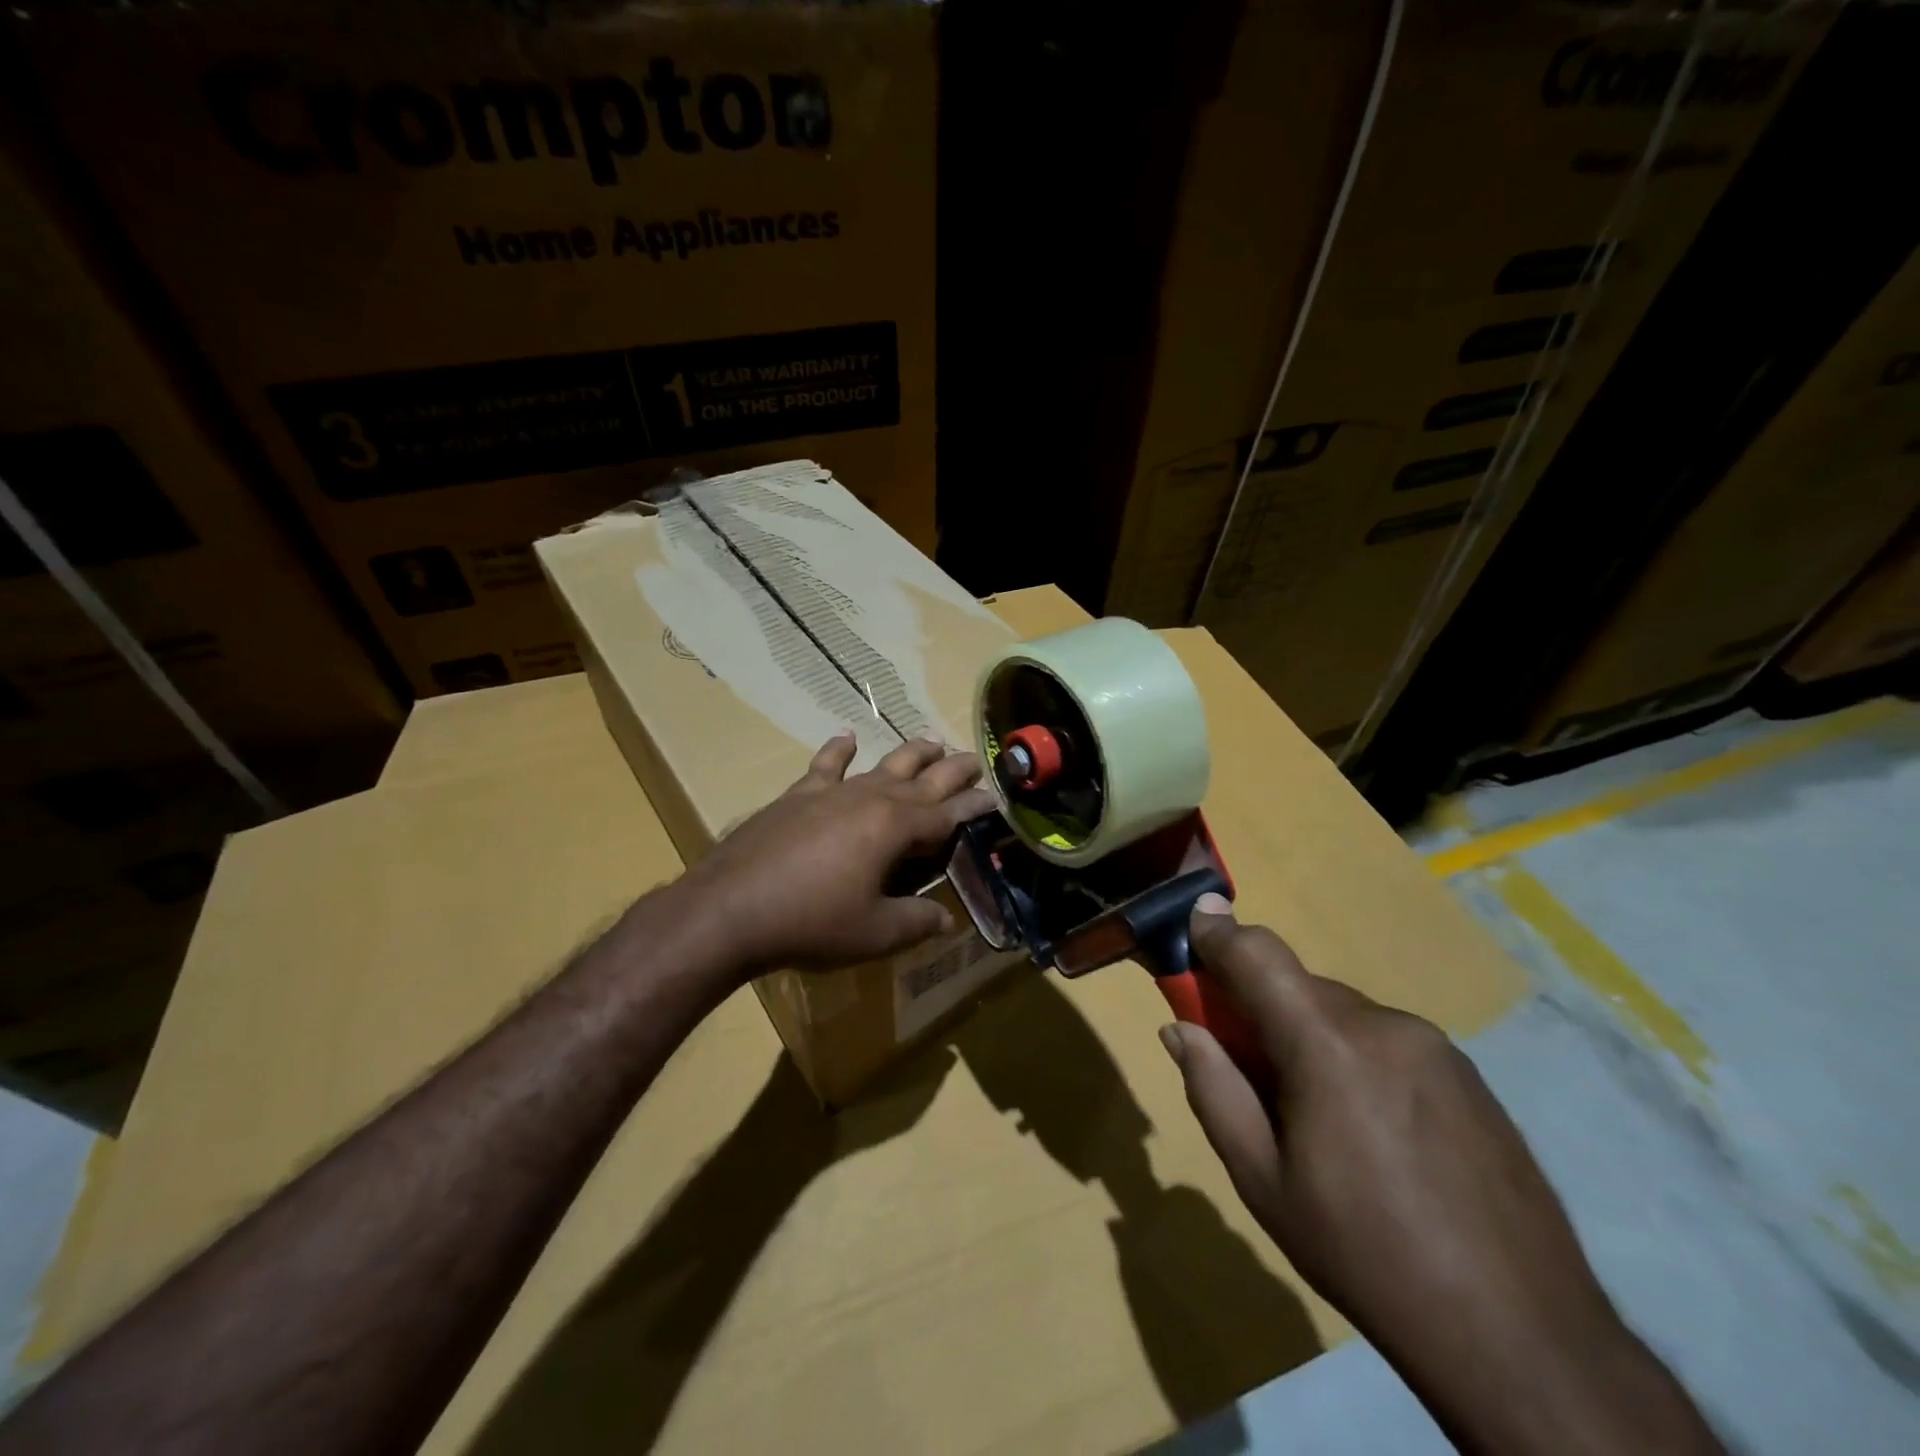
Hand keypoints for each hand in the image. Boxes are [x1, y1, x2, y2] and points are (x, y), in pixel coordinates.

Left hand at [681, 734, 995, 977]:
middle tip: (975, 758)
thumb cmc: (810, 922)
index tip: (995, 796)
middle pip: (921, 778)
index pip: (947, 813)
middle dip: (952, 769)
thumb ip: (916, 922)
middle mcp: (870, 799)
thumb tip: (946, 920)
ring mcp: (832, 793)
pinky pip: (825, 765)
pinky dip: (839, 749)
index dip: (974, 805)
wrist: (729, 908)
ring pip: (882, 764)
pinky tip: (847, 736)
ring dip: (910, 753)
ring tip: (932, 740)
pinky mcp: (798, 796)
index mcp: (895, 827)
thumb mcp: (874, 933)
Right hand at [1161, 895, 1721, 1455]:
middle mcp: (1384, 1025)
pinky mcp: (1469, 1075)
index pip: (1258, 955)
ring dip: (1311, 1036)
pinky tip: (1375, 1131)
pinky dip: (1357, 1057)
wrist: (1523, 1338)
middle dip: (1262, 1007)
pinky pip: (1388, 1041)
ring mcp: (1436, 1047)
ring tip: (1319, 1116)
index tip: (1193, 921)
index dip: (1219, 933)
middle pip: (1299, 986)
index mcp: (1327, 1045)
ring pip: (1344, 1014)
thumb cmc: (1366, 1254)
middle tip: (1248, 1065)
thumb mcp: (1263, 1181)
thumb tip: (1180, 1029)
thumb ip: (1213, 1090)